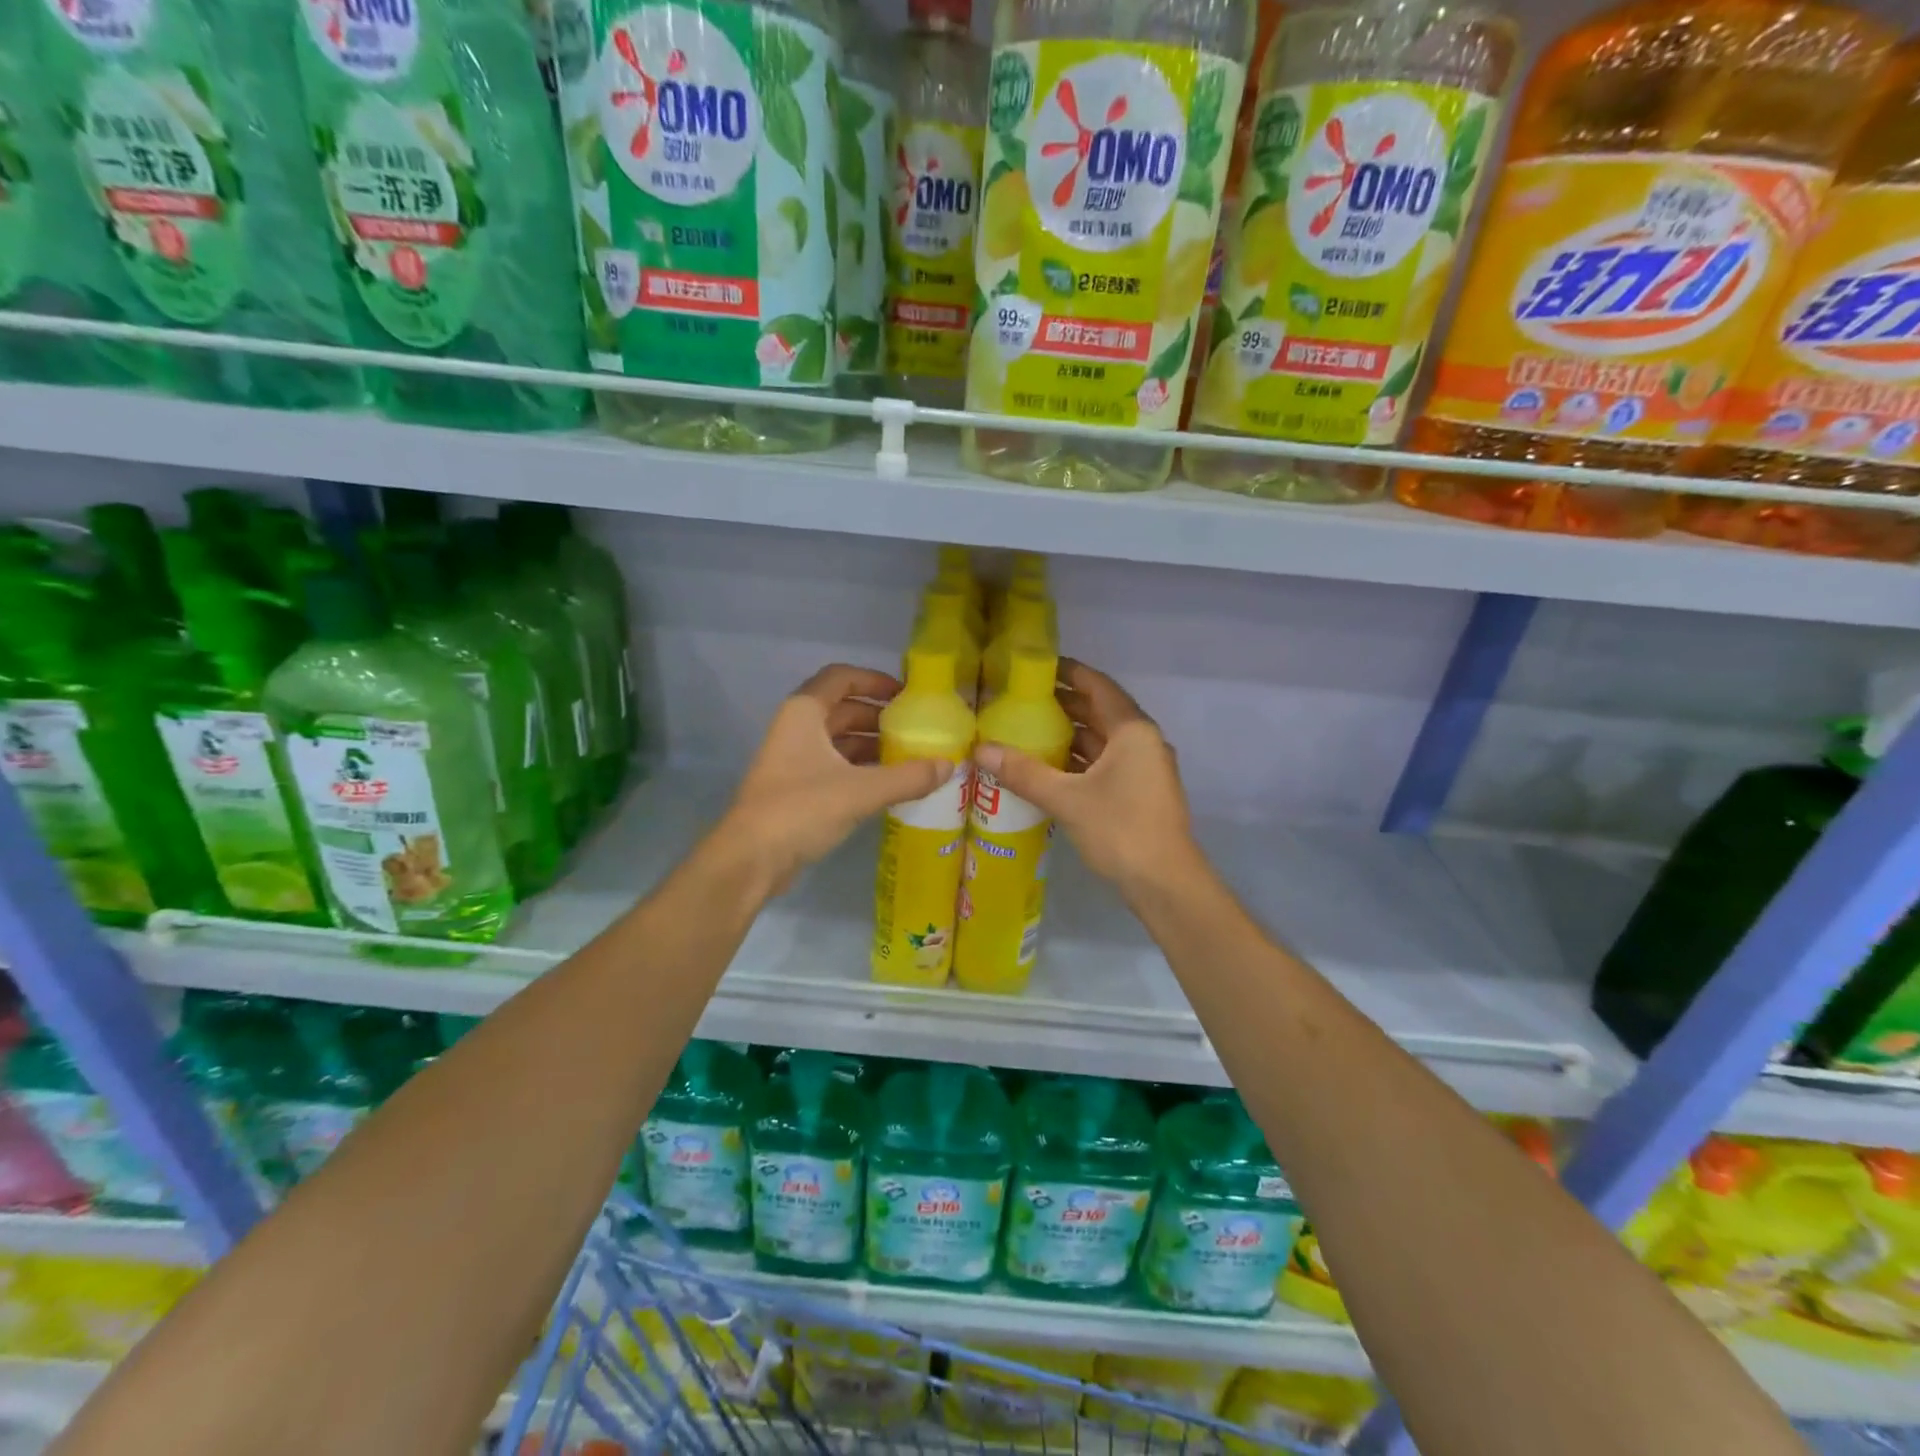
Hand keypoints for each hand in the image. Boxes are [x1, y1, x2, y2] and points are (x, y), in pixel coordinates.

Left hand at [717, 664, 952, 895]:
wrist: (751, 859)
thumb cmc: (802, 809)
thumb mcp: (861, 790)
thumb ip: (908, 777)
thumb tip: (949, 765)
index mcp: (805, 713)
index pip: (841, 678)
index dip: (874, 680)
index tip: (906, 694)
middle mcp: (797, 729)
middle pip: (843, 709)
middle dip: (879, 717)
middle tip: (916, 729)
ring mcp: (794, 759)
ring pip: (839, 740)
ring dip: (872, 745)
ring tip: (910, 757)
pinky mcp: (797, 788)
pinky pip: (835, 766)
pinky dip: (861, 769)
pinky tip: (889, 784)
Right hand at [974, 659, 1199, 898]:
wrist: (1165, 884)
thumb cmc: (1119, 829)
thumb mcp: (1066, 798)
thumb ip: (1023, 772)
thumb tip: (979, 750)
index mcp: (1132, 730)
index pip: (1098, 686)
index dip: (1068, 672)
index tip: (1036, 666)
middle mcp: (1143, 742)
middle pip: (1100, 711)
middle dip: (1063, 703)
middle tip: (1021, 698)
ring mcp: (1144, 769)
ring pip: (1102, 740)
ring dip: (1070, 733)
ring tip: (1028, 729)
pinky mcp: (1140, 793)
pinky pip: (1105, 763)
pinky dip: (1079, 760)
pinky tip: (1049, 767)